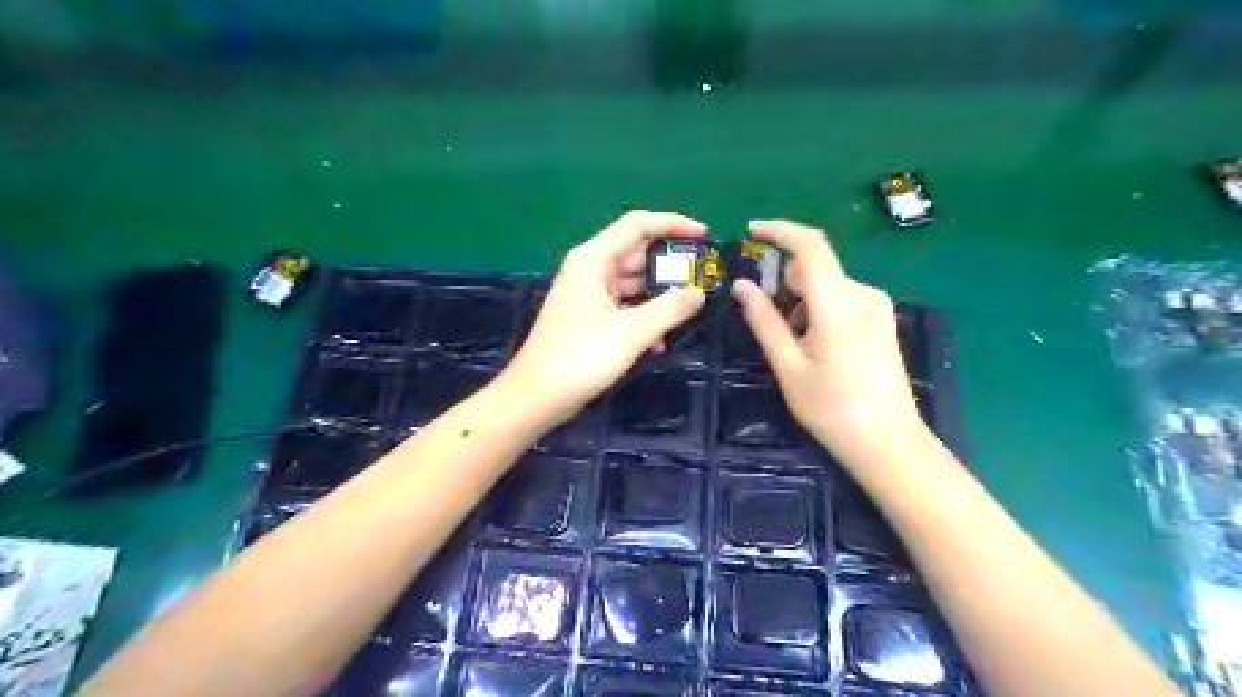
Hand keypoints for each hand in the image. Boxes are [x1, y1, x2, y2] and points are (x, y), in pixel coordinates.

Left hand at [505, 211, 707, 420]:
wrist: (538, 396)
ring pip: (633, 282)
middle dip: (670, 264)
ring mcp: (589, 294)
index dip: (672, 224)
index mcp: (593, 260)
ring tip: (690, 308)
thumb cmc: (580, 358)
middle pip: (637, 253)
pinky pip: (625, 306)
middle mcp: (590, 269)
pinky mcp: (590, 317)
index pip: (637, 225)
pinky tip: (660, 342)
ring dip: (660, 294)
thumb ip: (669, 309)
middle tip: (704, 278)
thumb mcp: (631, 333)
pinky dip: (644, 317)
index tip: (704, 237)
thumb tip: (699, 292)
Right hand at [730, 220, 925, 469]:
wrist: (887, 441)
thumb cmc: (831, 407)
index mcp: (838, 302)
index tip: (751, 231)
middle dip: (785, 287)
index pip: (809, 245)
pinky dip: (820, 310)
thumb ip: (763, 320)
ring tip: (797, 348)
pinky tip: (819, 348)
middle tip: (771, 325)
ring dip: (802, 303)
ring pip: (826, 285)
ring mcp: (877, 305)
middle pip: (814, 270)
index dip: (779, 230)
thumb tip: (740, 286)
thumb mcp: (787, 365)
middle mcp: (863, 293)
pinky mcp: (882, 318)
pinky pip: (842, 299)